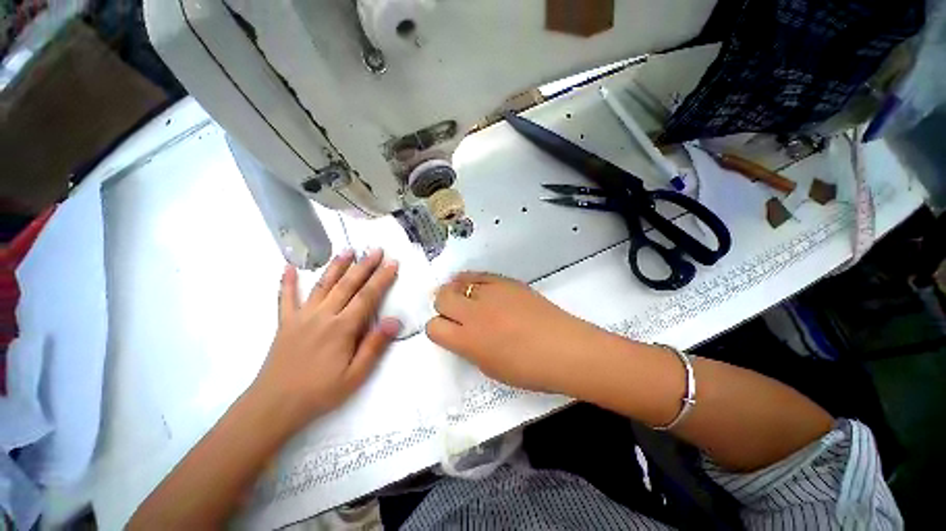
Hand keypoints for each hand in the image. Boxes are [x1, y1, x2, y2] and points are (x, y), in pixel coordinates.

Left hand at [252, 249, 400, 428]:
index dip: (382, 278)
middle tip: (376, 250)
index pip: (367, 296)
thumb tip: (394, 320)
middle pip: (347, 284)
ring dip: (336, 266)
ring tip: (347, 250)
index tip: (392, 263)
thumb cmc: (320, 392)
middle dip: (364, 265)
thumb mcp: (355, 375)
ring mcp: (301, 316)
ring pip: (322, 285)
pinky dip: (287, 281)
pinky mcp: (285, 322)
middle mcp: (323, 315)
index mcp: (342, 328)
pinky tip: (288, 267)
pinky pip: (285, 298)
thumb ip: (374, 345)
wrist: (274, 405)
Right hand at [426, 273, 607, 393]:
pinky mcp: (505, 281)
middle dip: (443, 306)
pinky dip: (472, 281)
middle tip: (454, 312)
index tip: (447, 331)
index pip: (434, 327)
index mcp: (467, 341)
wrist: (564, 348)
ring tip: (465, 297)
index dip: (438, 329)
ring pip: (457, 283)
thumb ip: (468, 348)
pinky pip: (478, 275)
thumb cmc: (528, 369)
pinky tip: (478, 288)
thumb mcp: (489, 367)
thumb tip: (460, 333)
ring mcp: (490, 293)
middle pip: (441, 298)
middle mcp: (474, 313)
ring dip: (456, 291)